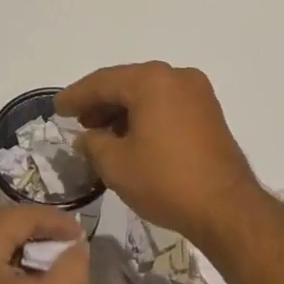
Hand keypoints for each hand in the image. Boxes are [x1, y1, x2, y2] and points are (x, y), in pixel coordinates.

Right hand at [56, 62, 264, 243]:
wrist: (226, 207)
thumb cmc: (166, 181)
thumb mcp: (117, 165)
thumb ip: (93, 143)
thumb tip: (87, 137)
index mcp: (152, 80)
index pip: (103, 81)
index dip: (76, 96)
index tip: (57, 108)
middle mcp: (176, 76)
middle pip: (127, 83)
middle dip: (100, 101)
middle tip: (77, 121)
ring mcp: (197, 92)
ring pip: (148, 93)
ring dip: (123, 109)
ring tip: (100, 133)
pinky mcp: (208, 111)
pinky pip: (167, 103)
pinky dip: (146, 114)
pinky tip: (130, 136)